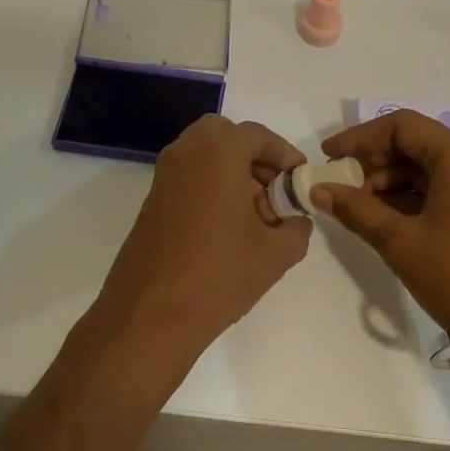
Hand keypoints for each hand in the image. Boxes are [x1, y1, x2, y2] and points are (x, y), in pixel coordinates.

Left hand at [95, 116, 311, 360]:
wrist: (150, 315)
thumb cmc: (219, 275)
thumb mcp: (276, 254)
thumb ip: (296, 227)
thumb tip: (294, 220)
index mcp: (217, 154)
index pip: (257, 135)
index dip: (284, 154)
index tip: (299, 179)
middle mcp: (185, 154)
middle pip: (224, 135)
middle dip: (252, 155)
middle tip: (273, 189)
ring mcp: (163, 177)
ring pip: (202, 154)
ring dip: (230, 170)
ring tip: (254, 213)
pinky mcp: (151, 202)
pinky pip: (187, 177)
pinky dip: (210, 185)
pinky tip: (227, 227)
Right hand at [314, 110, 449, 330]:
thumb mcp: (399, 241)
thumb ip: (355, 208)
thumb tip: (318, 189)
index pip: (401, 126)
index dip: (359, 137)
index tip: (329, 157)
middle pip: (418, 144)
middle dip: (375, 163)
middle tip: (342, 188)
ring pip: (433, 167)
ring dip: (394, 182)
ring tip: (363, 209)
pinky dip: (418, 196)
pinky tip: (392, 219)